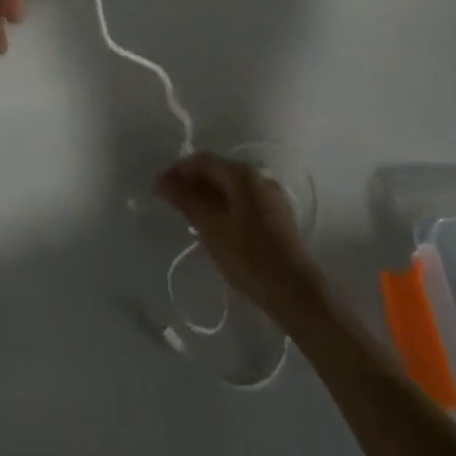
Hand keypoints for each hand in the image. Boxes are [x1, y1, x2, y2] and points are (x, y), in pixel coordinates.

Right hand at [155, 153, 321, 316]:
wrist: (297, 294)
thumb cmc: (249, 256)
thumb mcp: (210, 227)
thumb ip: (185, 199)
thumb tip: (161, 180)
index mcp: (243, 175)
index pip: (202, 160)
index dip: (177, 171)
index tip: (159, 190)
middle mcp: (259, 179)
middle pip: (217, 171)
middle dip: (191, 184)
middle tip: (171, 205)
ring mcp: (271, 199)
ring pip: (230, 189)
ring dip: (207, 197)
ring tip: (189, 218)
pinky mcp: (276, 219)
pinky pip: (242, 203)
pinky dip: (223, 208)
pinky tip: (214, 229)